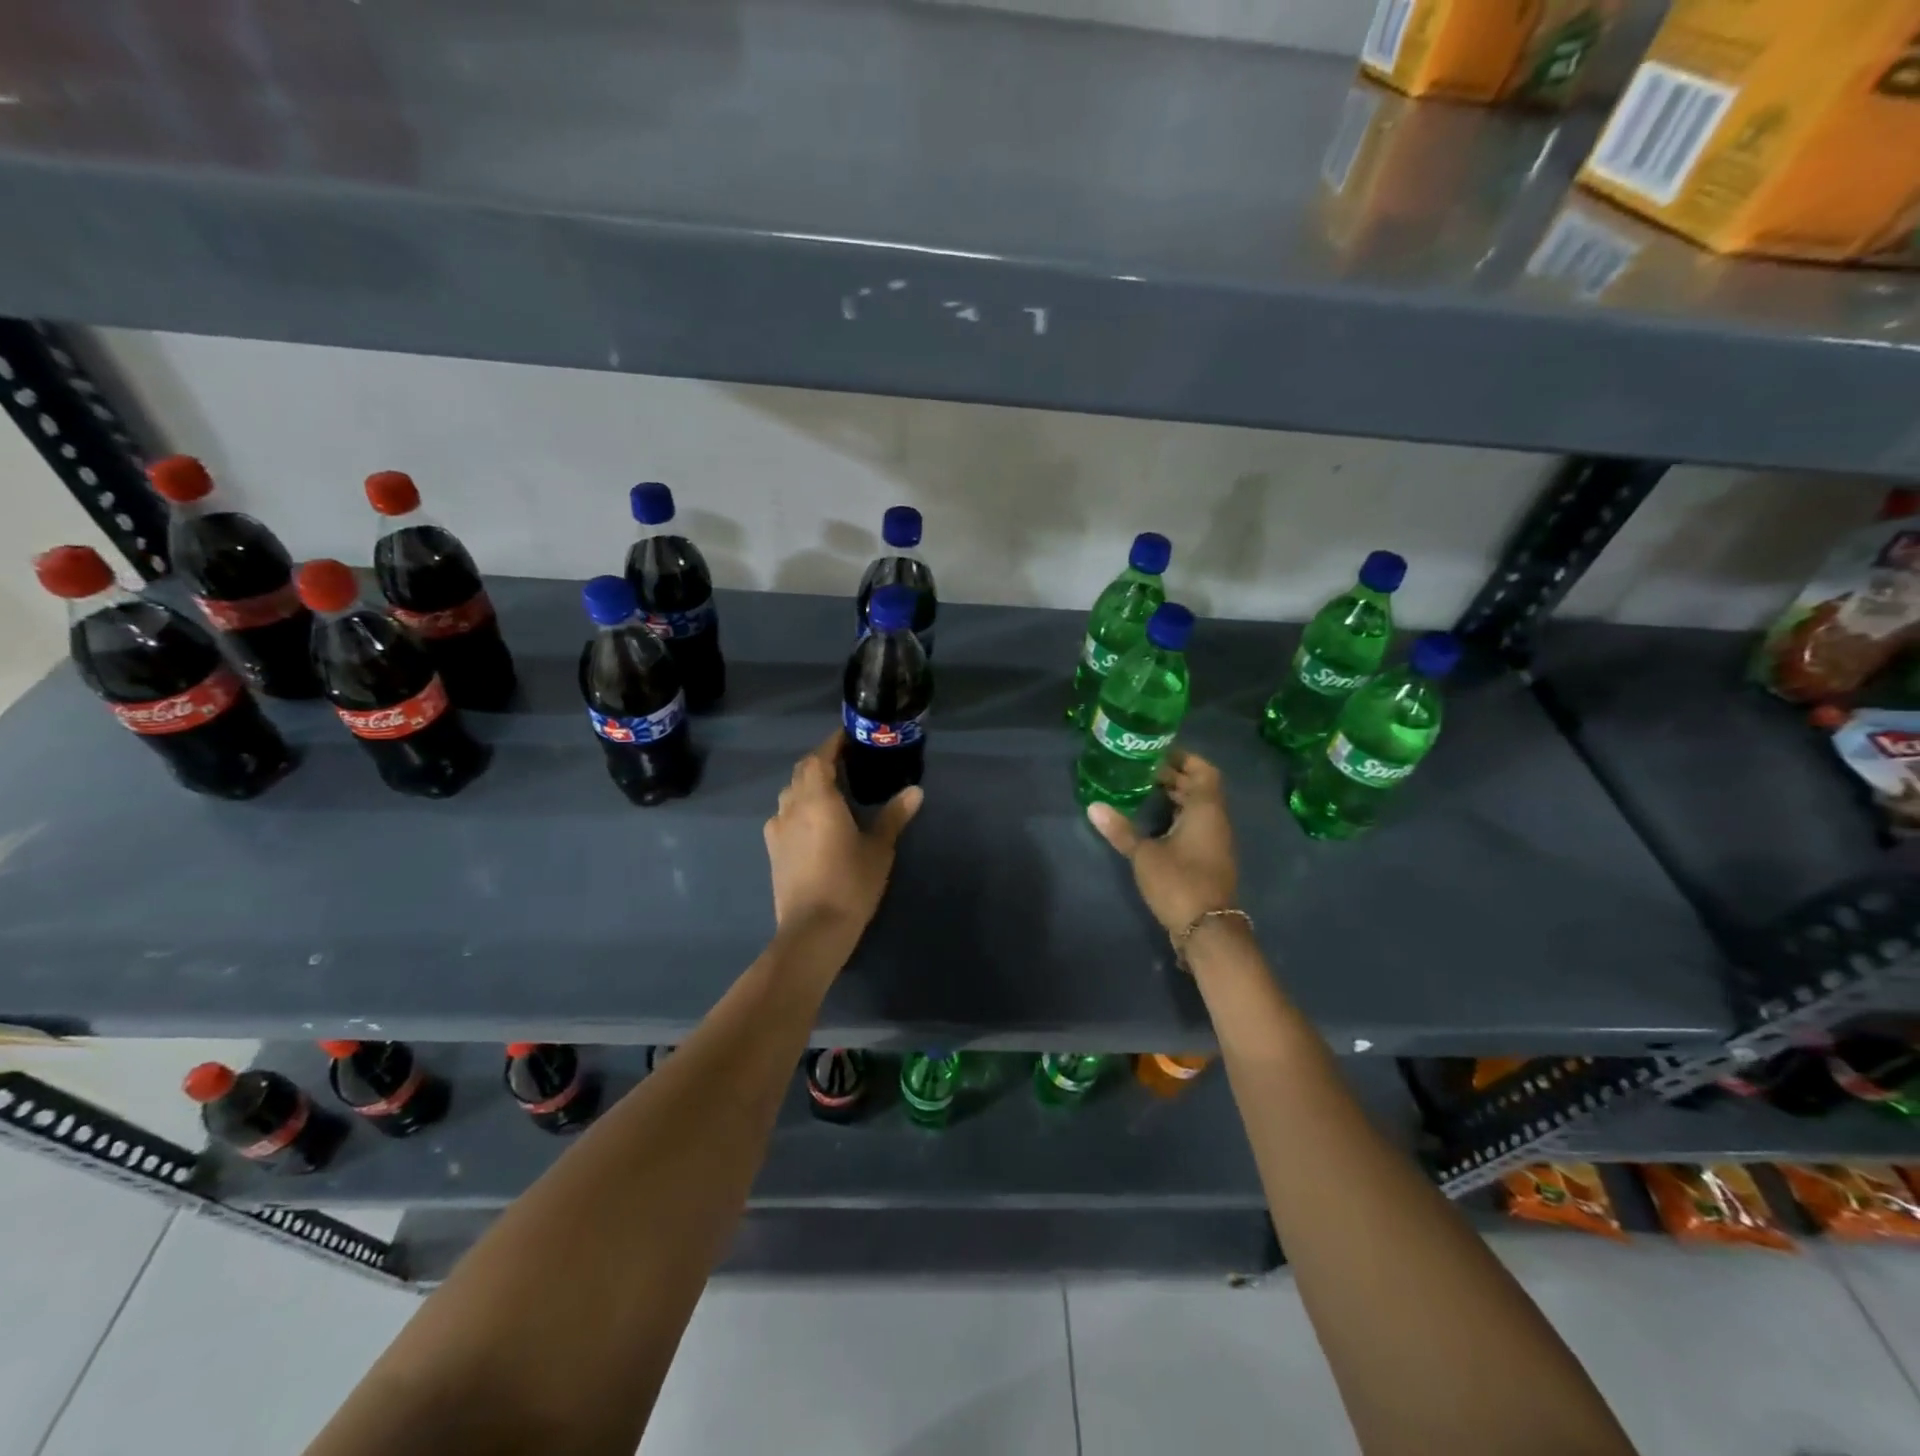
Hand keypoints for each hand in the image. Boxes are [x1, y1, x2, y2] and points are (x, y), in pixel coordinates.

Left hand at [764, 731, 922, 946]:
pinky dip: (799, 808)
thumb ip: (894, 815)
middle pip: (802, 772)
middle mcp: (792, 806)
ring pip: (790, 793)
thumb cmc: (850, 883)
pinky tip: (814, 822)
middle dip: (822, 761)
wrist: (813, 930)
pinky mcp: (773, 850)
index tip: (850, 737)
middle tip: (847, 762)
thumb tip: (915, 791)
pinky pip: (784, 816)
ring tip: (833, 790)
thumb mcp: (879, 848)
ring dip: (808, 784)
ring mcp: (778, 829)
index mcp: (818, 798)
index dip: (833, 743)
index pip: (820, 757)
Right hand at [1086, 749, 1237, 938]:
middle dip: (1173, 776)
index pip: (1203, 770)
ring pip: (1197, 807)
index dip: (1183, 758)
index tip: (1156, 752)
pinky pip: (1195, 825)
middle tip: (1140, 770)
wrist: (1207, 929)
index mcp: (1206, 809)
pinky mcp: (1208, 858)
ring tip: (1141, 790)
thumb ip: (1120, 829)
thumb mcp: (1144, 854)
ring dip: (1175, 797)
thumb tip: (1093, 806)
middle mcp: (1215, 820)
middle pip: (1199, 787)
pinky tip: (1152, 822)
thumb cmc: (1179, 882)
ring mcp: (1214, 841)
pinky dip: (1177, 816)